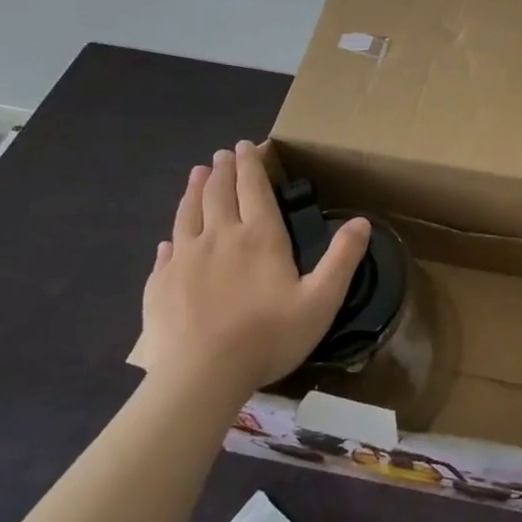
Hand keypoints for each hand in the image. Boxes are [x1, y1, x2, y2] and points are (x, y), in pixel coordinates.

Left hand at [138, 142, 370, 407]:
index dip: (251, 165)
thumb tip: (362, 221)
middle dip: (222, 170)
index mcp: (259, 237)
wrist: (201, 376)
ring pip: (188, 214)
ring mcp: (184, 260)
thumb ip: (342, 258)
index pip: (254, 189)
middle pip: (218, 193)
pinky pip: (165, 252)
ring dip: (194, 190)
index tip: (246, 145)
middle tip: (223, 154)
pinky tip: (170, 238)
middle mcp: (219, 237)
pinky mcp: (160, 285)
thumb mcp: (321, 300)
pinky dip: (172, 237)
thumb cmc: (268, 336)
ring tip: (196, 174)